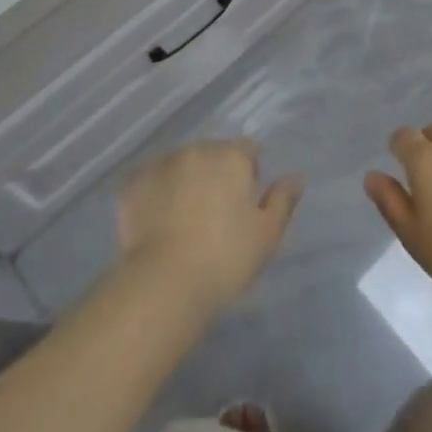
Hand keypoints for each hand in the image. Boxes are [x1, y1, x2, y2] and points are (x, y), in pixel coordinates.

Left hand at [117, 140, 302, 314]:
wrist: (166, 281)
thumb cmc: (225, 258)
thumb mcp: (266, 235)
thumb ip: (282, 200)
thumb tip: (297, 177)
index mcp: (231, 156)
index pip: (247, 150)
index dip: (249, 172)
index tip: (245, 200)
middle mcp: (197, 149)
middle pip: (212, 154)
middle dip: (215, 175)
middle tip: (214, 214)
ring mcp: (162, 163)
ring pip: (180, 165)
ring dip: (185, 181)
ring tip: (184, 219)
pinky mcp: (134, 182)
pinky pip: (151, 181)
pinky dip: (157, 194)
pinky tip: (158, 222)